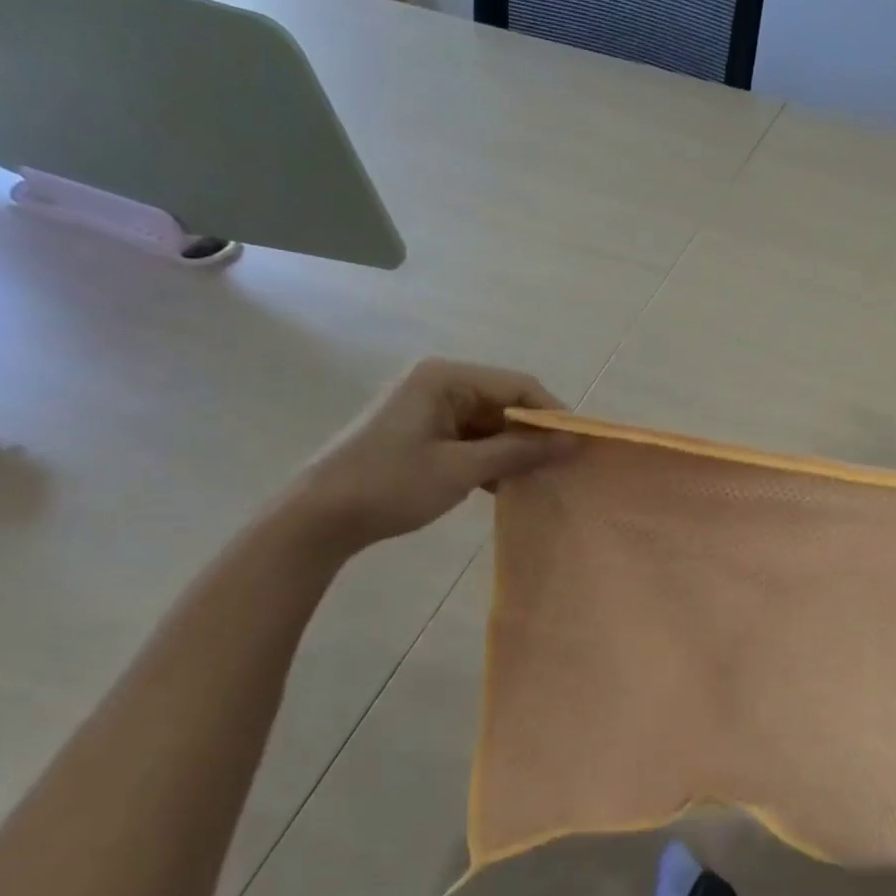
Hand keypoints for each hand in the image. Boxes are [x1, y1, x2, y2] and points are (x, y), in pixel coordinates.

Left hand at [282, 359, 572, 554]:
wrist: (318, 517)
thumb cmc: (390, 485)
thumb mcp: (460, 470)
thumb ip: (518, 452)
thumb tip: (571, 443)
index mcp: (445, 378)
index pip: (517, 385)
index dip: (552, 413)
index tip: (577, 446)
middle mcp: (438, 382)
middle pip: (504, 401)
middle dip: (532, 434)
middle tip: (559, 468)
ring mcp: (427, 406)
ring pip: (489, 422)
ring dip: (511, 450)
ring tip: (535, 480)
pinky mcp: (421, 430)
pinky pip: (469, 437)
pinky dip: (489, 458)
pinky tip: (502, 485)